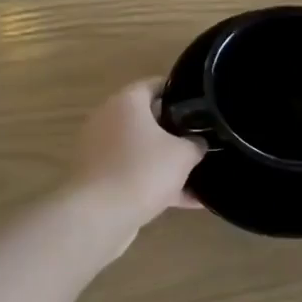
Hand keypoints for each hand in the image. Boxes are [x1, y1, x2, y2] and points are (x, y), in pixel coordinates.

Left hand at [70, 79, 205, 223]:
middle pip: (148, 118)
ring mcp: (101, 150)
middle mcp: (108, 119)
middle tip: (203, 139)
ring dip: (167, 162)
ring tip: (199, 174)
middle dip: (176, 130)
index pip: (156, 85)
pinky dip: (156, 184)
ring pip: (141, 149)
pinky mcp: (100, 178)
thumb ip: (195, 143)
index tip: (202, 105)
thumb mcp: (183, 154)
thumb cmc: (142, 171)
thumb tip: (198, 143)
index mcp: (126, 102)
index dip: (181, 92)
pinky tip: (188, 201)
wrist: (99, 216)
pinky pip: (134, 174)